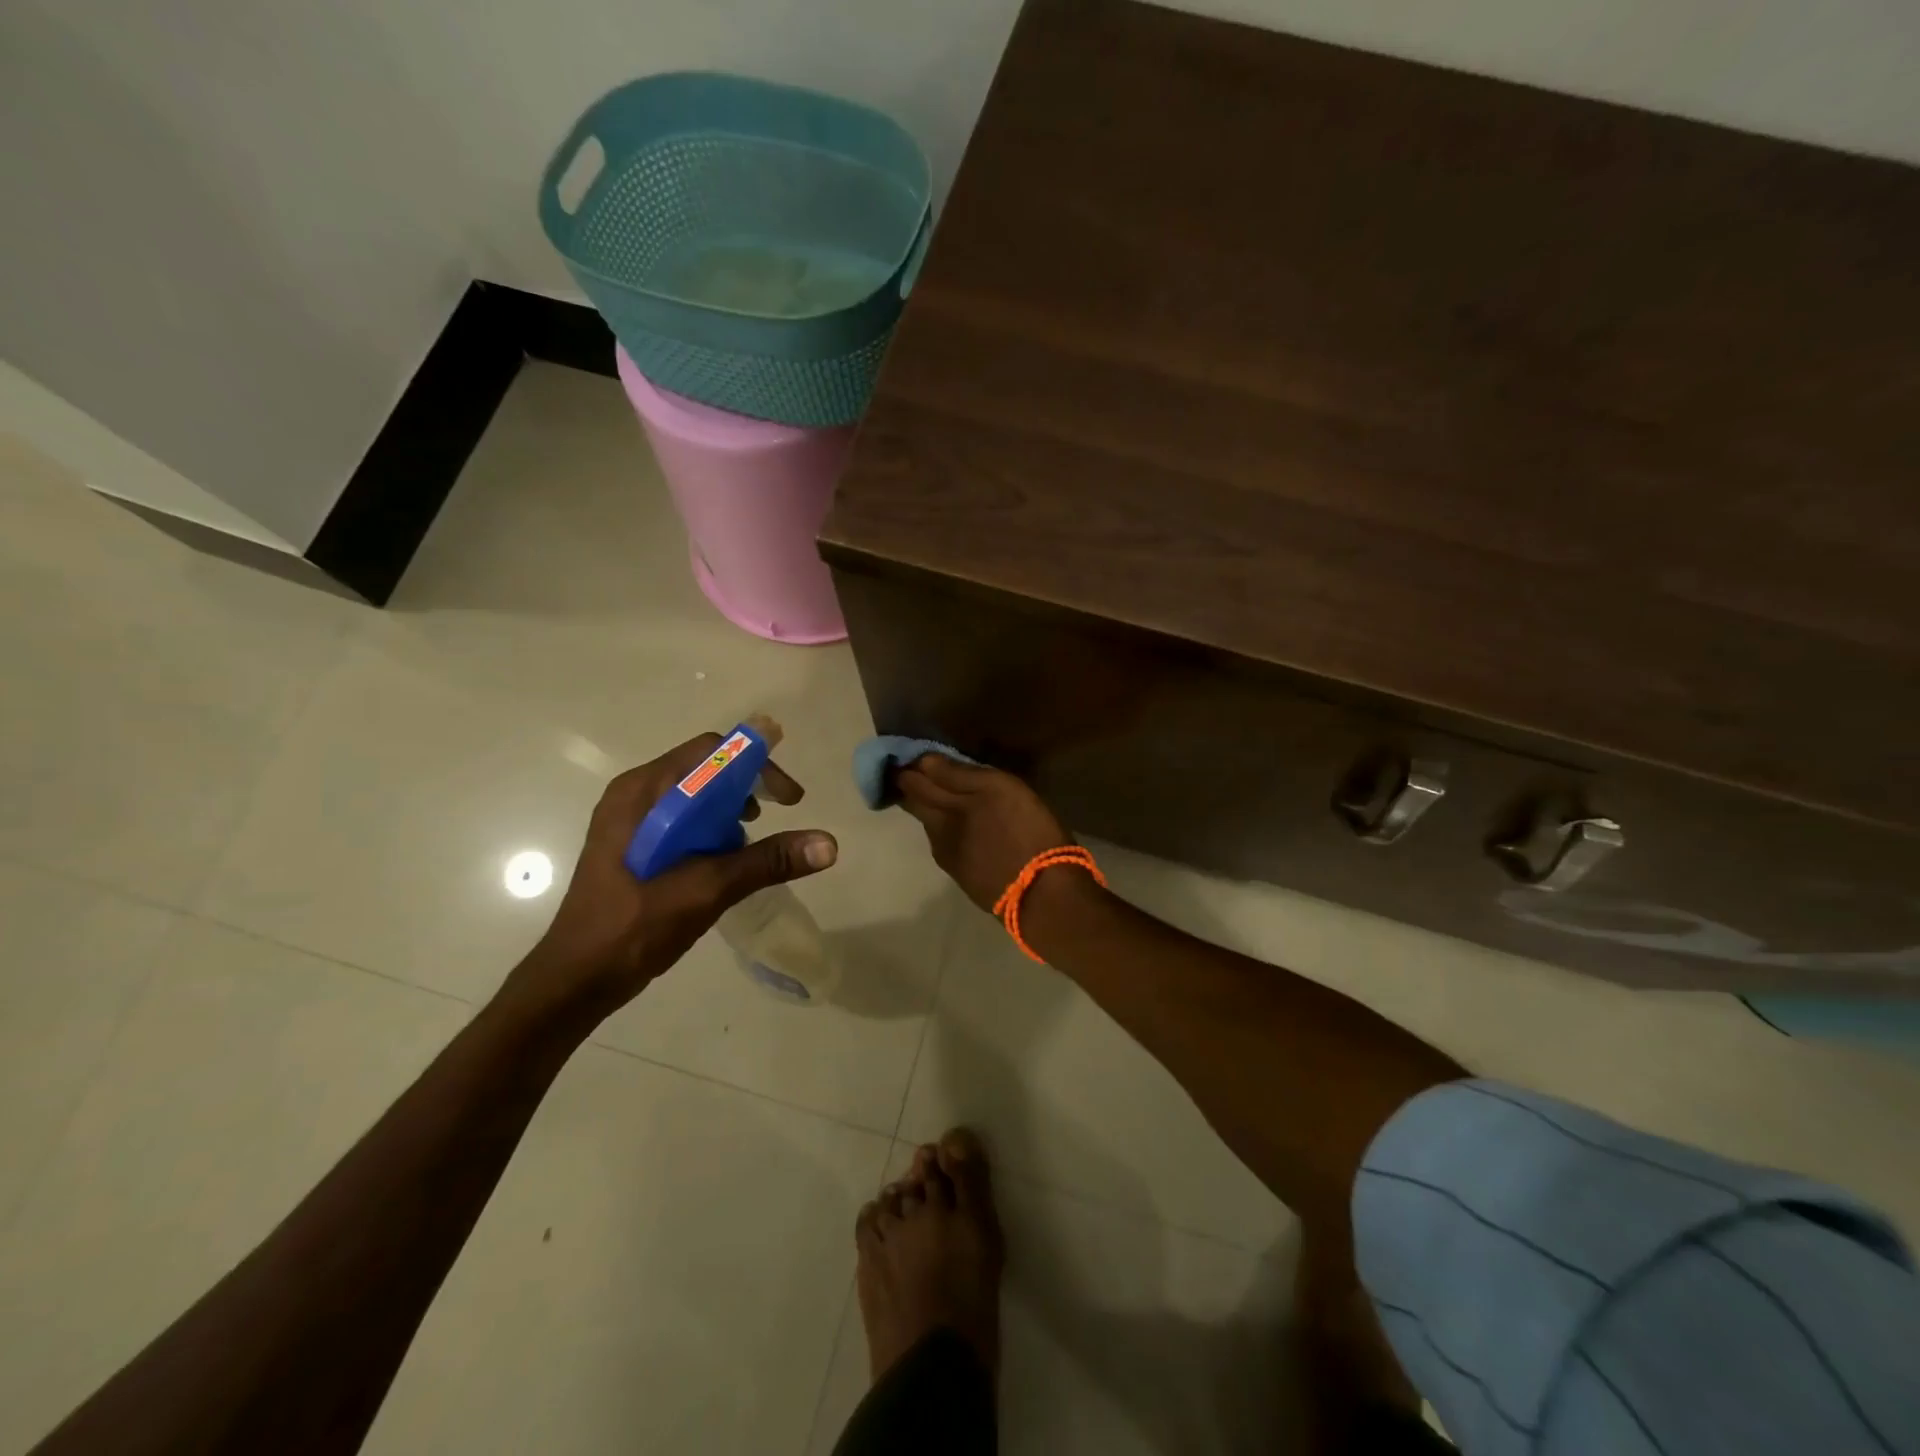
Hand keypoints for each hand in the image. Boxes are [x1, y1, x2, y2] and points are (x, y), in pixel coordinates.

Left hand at [518, 734, 836, 1019]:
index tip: (789, 798)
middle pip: (703, 769)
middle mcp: (634, 795)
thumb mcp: (706, 889)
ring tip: (749, 844)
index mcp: (643, 791)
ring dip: (730, 811)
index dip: (757, 765)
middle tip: (775, 818)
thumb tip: (829, 844)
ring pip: (693, 796)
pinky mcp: (631, 845)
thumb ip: (766, 861)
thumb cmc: (634, 927)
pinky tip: (722, 862)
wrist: (575, 980)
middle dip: (747, 789)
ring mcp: (629, 820)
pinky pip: (681, 819)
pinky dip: (710, 829)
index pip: (711, 752)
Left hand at [895, 755, 1070, 913]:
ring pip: (932, 829)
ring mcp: (951, 860)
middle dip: (912, 790)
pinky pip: (948, 847)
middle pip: (917, 807)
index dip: (908, 768)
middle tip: (913, 773)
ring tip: (940, 799)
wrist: (1041, 896)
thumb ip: (959, 775)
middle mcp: (939, 834)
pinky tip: (962, 831)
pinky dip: (948, 833)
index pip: (914, 784)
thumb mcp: (999, 789)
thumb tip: (923, 762)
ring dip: (930, 811)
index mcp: (944, 809)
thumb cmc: (1026, 832)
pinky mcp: (966, 879)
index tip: (905, 756)